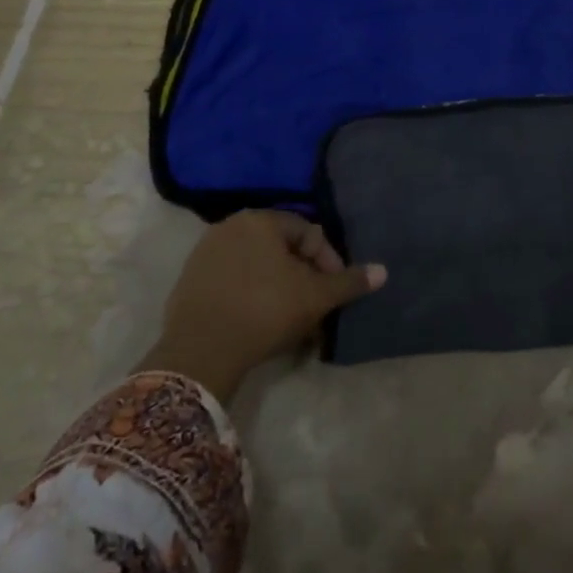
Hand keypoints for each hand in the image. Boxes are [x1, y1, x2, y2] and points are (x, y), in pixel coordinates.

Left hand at [145, 210, 385, 400]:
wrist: (200, 352)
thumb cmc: (265, 310)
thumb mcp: (315, 296)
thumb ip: (349, 282)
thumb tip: (383, 271)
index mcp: (260, 220)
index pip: (308, 233)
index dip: (329, 262)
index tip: (335, 292)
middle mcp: (230, 226)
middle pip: (281, 249)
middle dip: (303, 277)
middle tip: (315, 307)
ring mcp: (205, 253)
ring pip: (257, 267)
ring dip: (279, 288)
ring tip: (291, 319)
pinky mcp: (189, 281)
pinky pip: (233, 282)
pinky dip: (251, 295)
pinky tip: (259, 322)